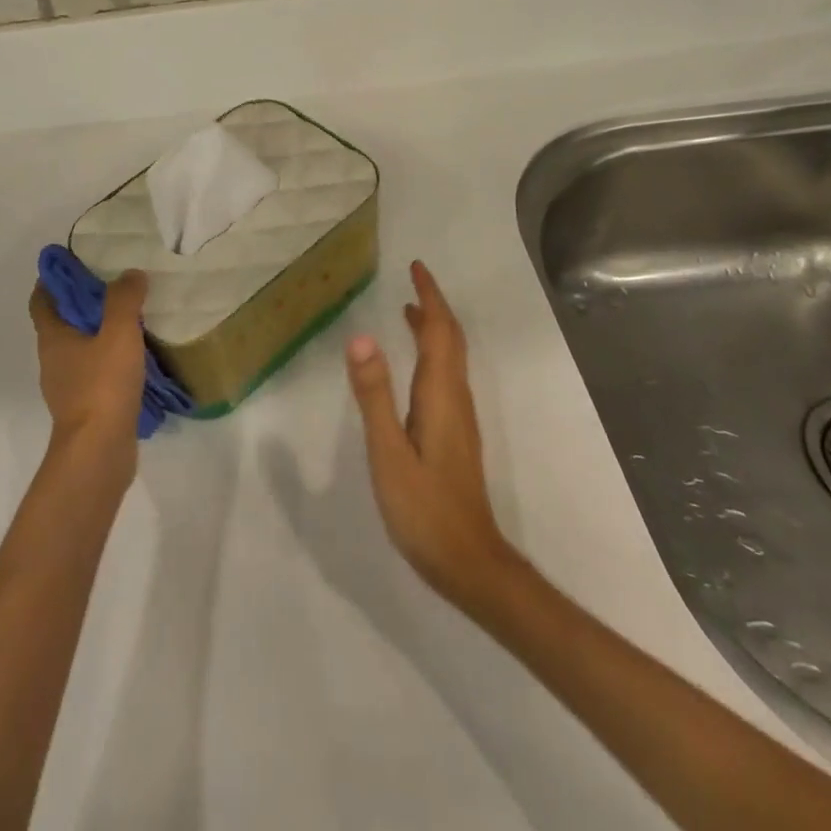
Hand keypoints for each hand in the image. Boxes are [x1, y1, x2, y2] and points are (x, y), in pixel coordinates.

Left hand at [29, 269, 148, 450]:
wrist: (99, 452)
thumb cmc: (102, 385)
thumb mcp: (118, 332)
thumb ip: (124, 298)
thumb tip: (130, 274)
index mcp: (52, 338)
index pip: (41, 300)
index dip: (52, 280)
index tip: (74, 263)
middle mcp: (53, 360)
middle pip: (61, 322)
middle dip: (81, 303)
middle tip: (113, 285)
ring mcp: (68, 387)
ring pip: (79, 348)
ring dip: (98, 333)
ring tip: (130, 318)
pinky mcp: (85, 408)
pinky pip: (95, 373)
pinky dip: (109, 360)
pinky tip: (135, 357)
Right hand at [346, 261, 517, 606]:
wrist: (469, 563)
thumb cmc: (424, 508)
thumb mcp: (388, 452)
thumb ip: (374, 395)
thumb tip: (361, 337)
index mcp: (441, 394)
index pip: (439, 331)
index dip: (430, 297)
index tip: (417, 268)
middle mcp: (456, 398)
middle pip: (451, 339)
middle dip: (434, 305)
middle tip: (413, 279)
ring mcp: (460, 417)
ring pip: (450, 358)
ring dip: (434, 328)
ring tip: (408, 310)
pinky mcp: (455, 434)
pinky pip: (445, 376)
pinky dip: (431, 353)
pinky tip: (413, 365)